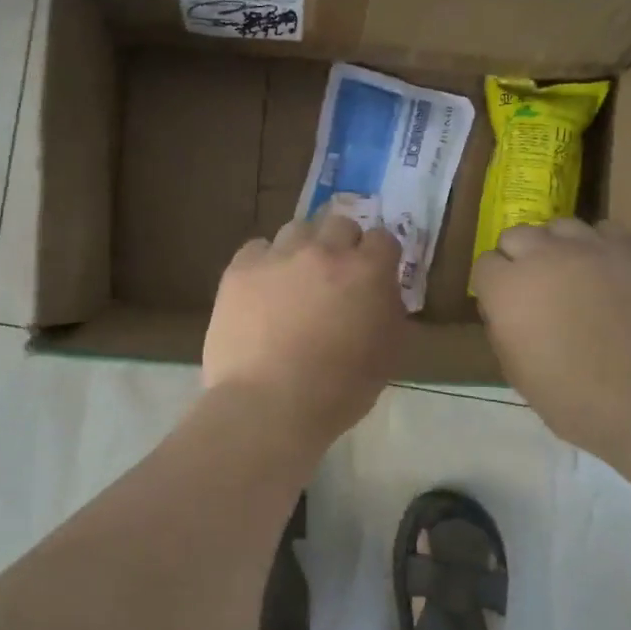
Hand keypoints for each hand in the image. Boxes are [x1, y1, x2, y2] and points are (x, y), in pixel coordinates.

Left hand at [204, 214, 407, 443]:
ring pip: (296, 229)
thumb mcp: (387, 357)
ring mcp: (278, 257)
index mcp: (367, 272)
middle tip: (335, 276)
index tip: (373, 277)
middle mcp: (324, 252)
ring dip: (303, 248)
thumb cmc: (338, 391)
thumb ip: (390, 314)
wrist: (268, 406)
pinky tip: (262, 290)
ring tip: (295, 280)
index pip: (382, 239)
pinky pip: (257, 248)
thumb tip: (383, 295)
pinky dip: (264, 263)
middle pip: (339, 223)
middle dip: (342, 245)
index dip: (379, 257)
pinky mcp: (240, 270)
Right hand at [472, 219, 630, 463]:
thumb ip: (505, 332)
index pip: (484, 265)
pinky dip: (599, 247)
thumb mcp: (520, 376)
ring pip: (560, 227)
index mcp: (508, 290)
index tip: (506, 308)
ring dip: (558, 248)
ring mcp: (593, 248)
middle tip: (537, 291)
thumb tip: (507, 312)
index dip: (493, 287)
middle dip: (520, 259)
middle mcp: (544, 257)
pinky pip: (605, 231)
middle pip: (517, 235)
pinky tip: (610, 274)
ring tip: (574, 277)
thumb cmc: (580, 402)